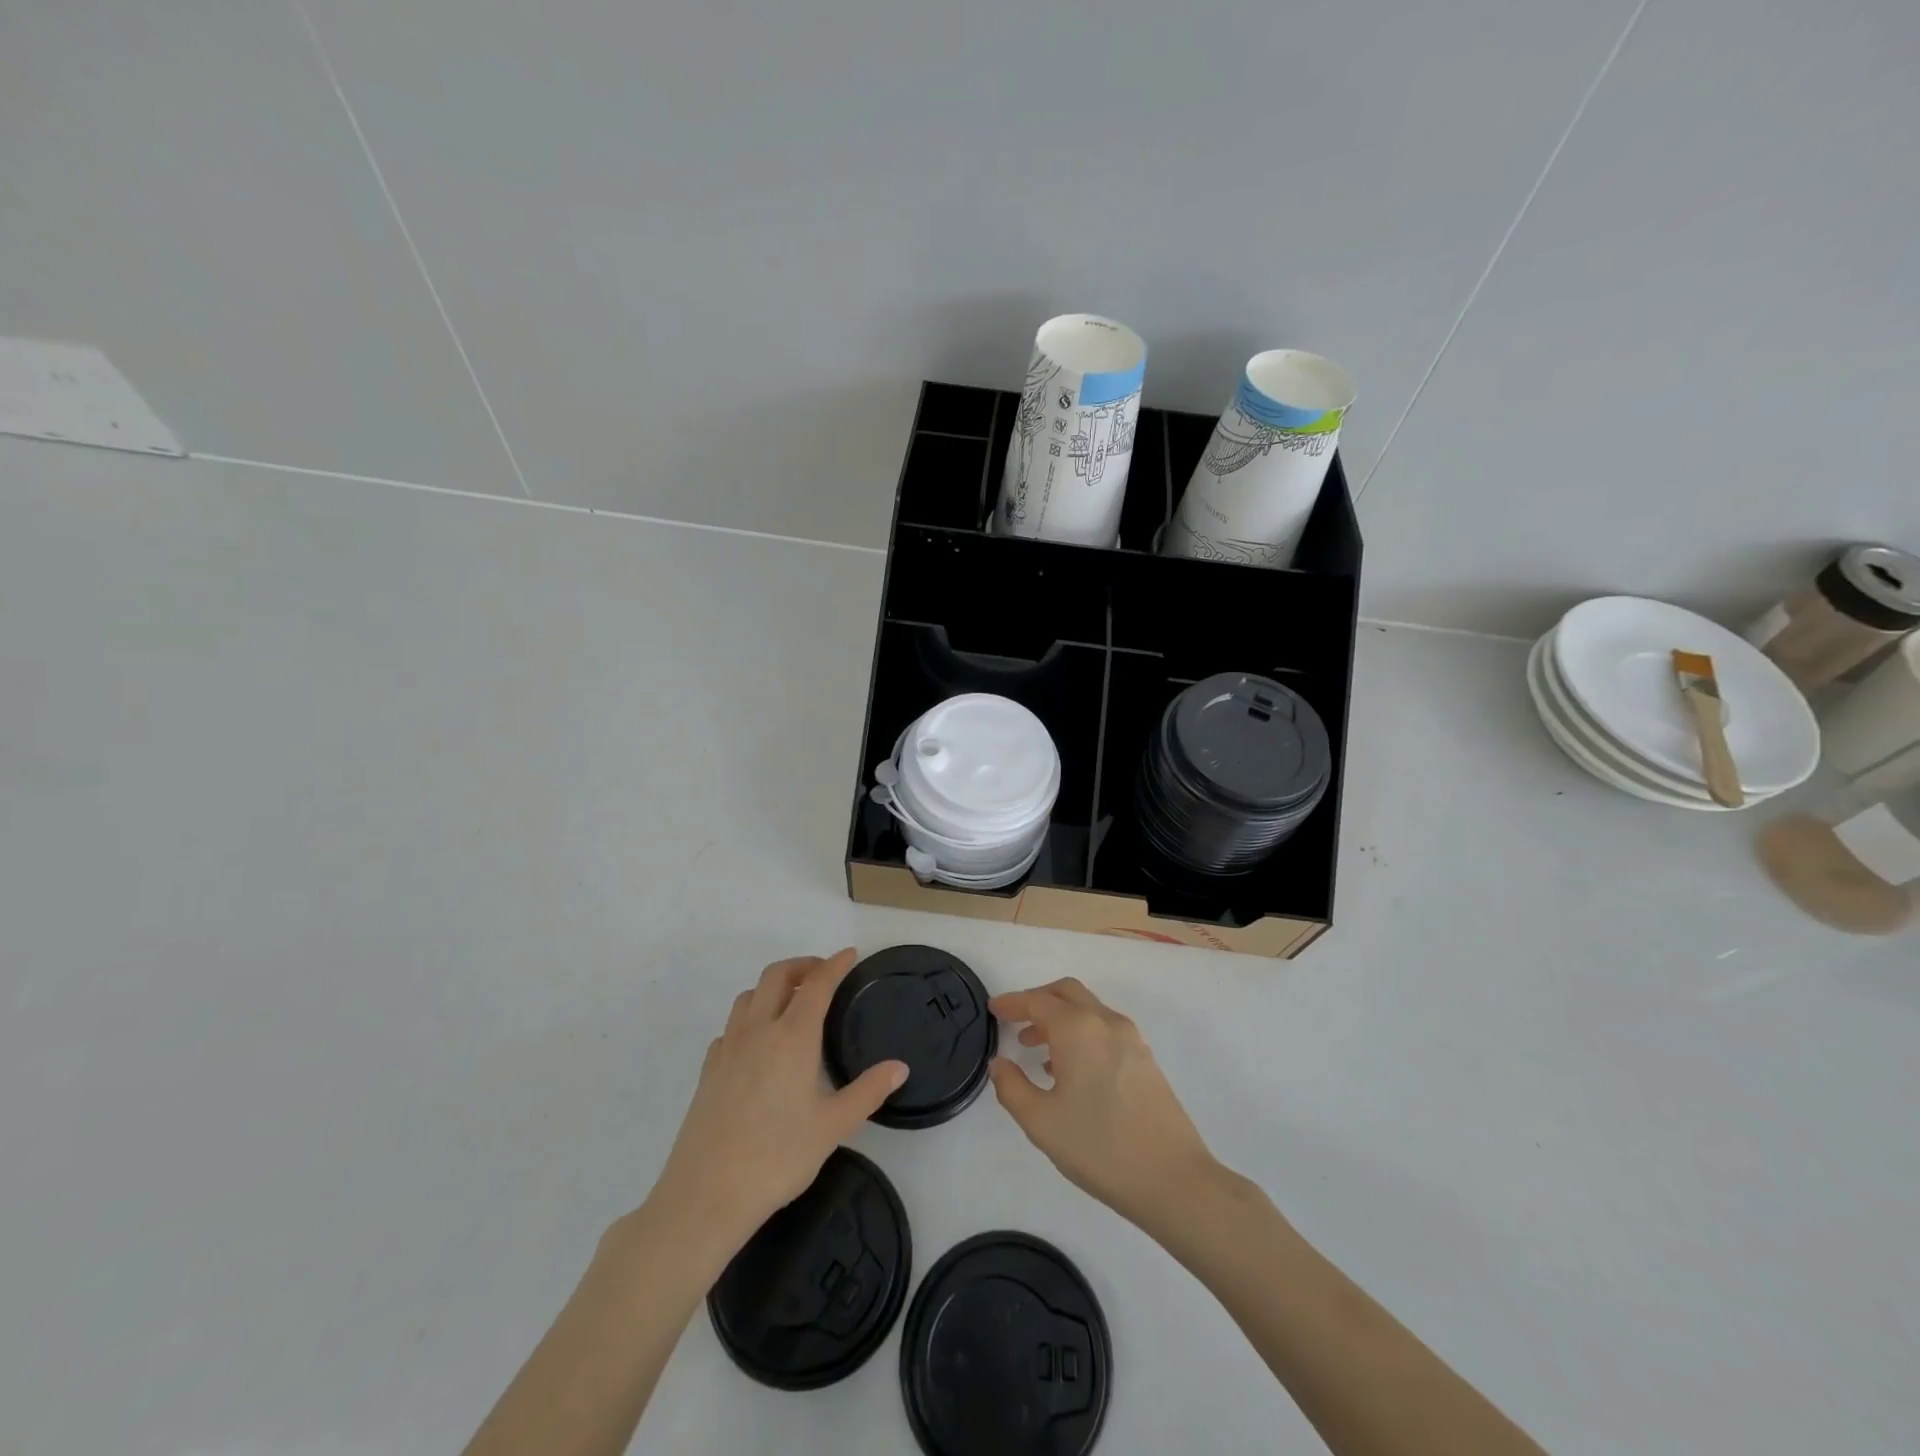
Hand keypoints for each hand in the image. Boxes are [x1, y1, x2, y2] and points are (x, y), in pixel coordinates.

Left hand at [646, 950, 906, 1255]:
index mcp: (792, 1037)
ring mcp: (728, 1048)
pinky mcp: (708, 1069)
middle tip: (823, 974)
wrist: (705, 1195)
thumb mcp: (833, 1127)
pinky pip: (731, 1025)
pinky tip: (759, 1043)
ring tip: (792, 1003)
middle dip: (802, 966)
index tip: (850, 955)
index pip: (817, 984)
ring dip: (773, 987)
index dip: (835, 964)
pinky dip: (750, 1017)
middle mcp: (758, 1030)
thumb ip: (868, 1092)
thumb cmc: (777, 1157)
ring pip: (749, 996)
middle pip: (777, 975)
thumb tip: (900, 1067)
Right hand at [989, 978, 1215, 1230]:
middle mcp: (1105, 1022)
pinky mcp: (1145, 1058)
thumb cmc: (1099, 1147)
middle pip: (1067, 992)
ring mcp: (1131, 1038)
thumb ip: (1012, 1087)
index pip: (1037, 1001)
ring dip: (1059, 1018)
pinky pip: (1104, 1029)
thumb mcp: (1041, 1122)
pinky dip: (1080, 1033)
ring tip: (1036, 1050)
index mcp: (1078, 1029)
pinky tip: (1069, 1070)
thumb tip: (1000, 1064)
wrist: (1173, 1179)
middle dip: (1038, 1000)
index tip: (993, 1009)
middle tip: (1015, 1021)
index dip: (1012, 1003)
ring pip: (1088, 1009)